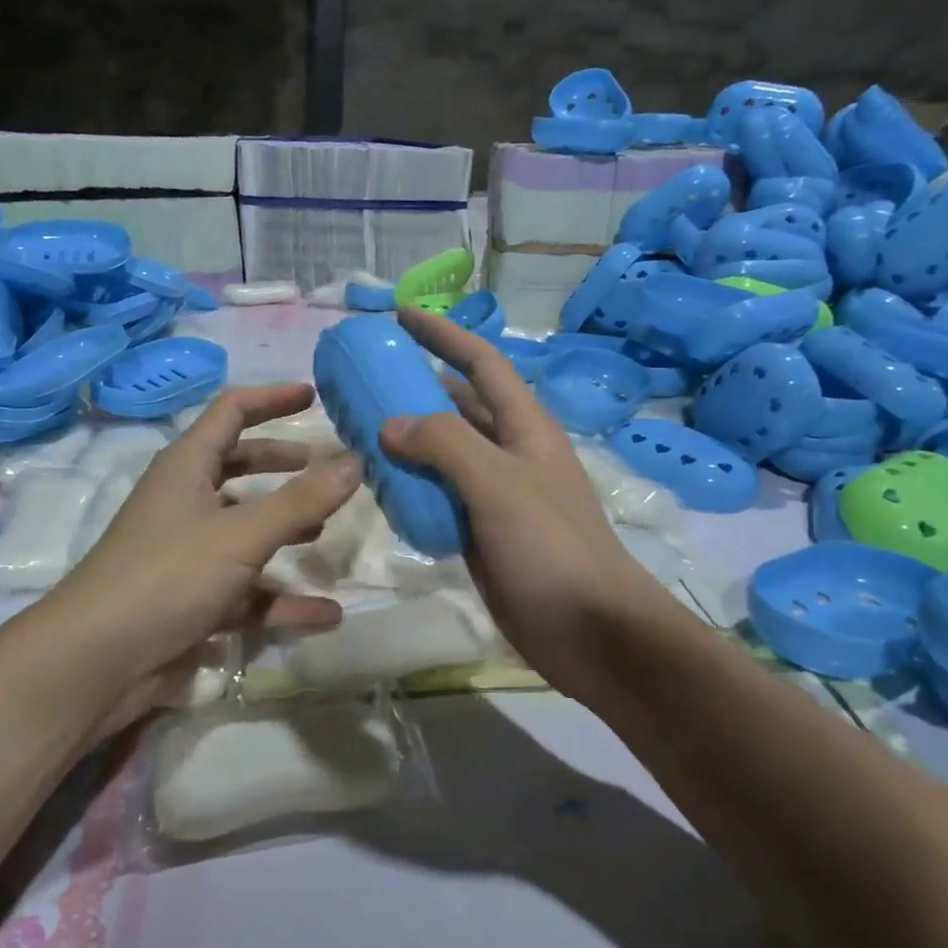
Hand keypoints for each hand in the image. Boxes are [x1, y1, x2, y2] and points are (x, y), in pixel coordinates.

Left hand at [50, 384, 361, 719]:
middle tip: (325, 468)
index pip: (232, 411)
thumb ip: (302, 500)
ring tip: (327, 533)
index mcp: (187, 467)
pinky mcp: (193, 600)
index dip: (272, 398)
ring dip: (286, 530)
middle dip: (282, 465)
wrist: (94, 664)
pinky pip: (248, 591)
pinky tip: (327, 613)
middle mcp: (186, 502)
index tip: (315, 396)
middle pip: (239, 467)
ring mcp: (188, 553)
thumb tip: (356, 460)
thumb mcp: (242, 534)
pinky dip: (283, 599)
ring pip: (246, 531)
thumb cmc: (167, 577)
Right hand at [379, 310, 670, 705]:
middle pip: (458, 405)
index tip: (400, 316)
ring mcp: (495, 494)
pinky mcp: (481, 532)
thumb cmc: (551, 547)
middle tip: (364, 381)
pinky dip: (410, 487)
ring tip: (357, 430)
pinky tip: (378, 488)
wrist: (590, 630)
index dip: (444, 335)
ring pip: (444, 453)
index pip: (482, 363)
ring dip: (407, 440)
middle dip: (416, 387)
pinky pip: (439, 496)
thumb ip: (446, 445)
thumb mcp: (499, 485)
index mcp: (525, 427)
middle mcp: (510, 452)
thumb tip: (391, 425)